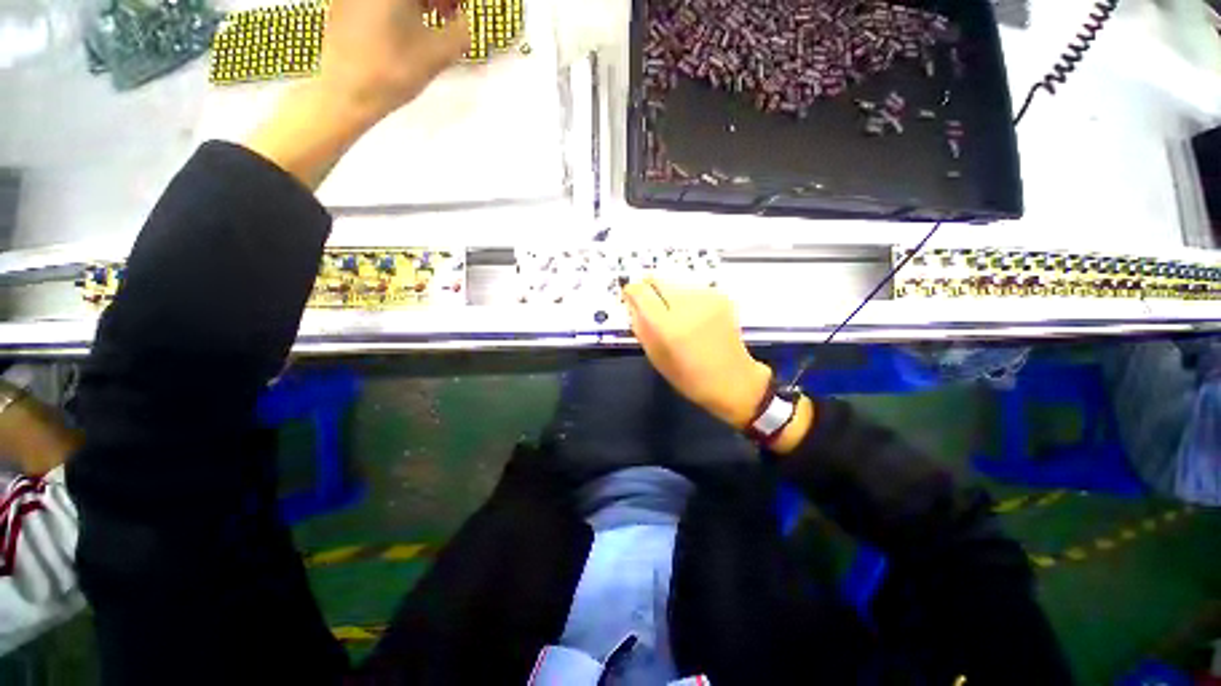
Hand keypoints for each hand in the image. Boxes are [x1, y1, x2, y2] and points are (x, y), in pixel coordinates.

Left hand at [246, 0, 468, 187]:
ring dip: (418, 2)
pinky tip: (404, 25)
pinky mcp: (343, 4)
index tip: (459, 13)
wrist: (346, 92)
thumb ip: (461, 32)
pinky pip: (379, 2)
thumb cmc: (394, 71)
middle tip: (449, 16)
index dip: (452, 1)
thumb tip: (465, 23)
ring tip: (429, 21)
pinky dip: (397, 7)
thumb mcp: (439, 54)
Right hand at [623, 279, 771, 428]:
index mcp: (666, 326)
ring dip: (668, 292)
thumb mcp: (655, 355)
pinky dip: (685, 296)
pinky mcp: (720, 296)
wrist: (732, 379)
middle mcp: (686, 305)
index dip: (631, 291)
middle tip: (650, 303)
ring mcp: (706, 298)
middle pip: (657, 278)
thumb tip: (632, 302)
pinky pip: (691, 287)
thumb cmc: (688, 376)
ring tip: (674, 313)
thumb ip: (640, 326)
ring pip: (674, 281)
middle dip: (649, 287)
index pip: (640, 291)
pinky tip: (692, 314)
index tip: (630, 297)